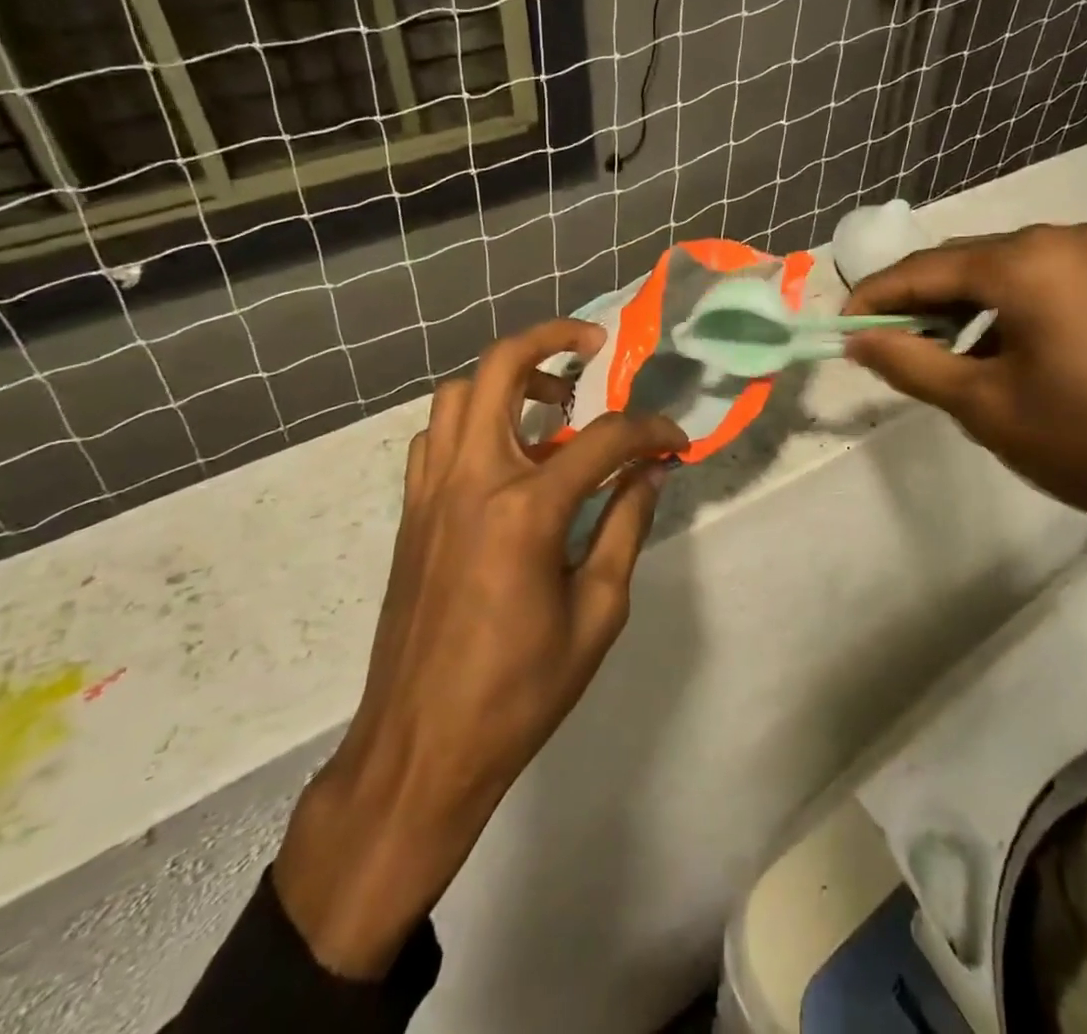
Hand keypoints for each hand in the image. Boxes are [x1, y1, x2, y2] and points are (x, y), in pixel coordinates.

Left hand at [274, 319, 686, 976]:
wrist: (420, 747)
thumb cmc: (519, 691)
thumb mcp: (597, 614)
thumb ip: (626, 528)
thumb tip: (650, 475)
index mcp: (525, 508)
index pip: (604, 440)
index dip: (650, 432)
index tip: (675, 442)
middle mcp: (471, 478)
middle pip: (500, 368)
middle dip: (550, 339)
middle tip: (590, 343)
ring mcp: (431, 490)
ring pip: (459, 394)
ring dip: (506, 378)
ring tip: (550, 401)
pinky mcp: (411, 511)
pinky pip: (437, 436)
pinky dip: (473, 420)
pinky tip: (506, 454)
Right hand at [844, 223, 1086, 565]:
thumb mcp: (985, 407)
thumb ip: (910, 364)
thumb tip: (857, 340)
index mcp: (1026, 262)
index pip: (922, 269)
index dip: (874, 297)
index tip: (841, 328)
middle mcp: (1062, 238)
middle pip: (962, 261)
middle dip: (917, 302)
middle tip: (882, 345)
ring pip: (1001, 270)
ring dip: (960, 307)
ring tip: (937, 356)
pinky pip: (1040, 280)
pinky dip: (1003, 308)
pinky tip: (995, 351)